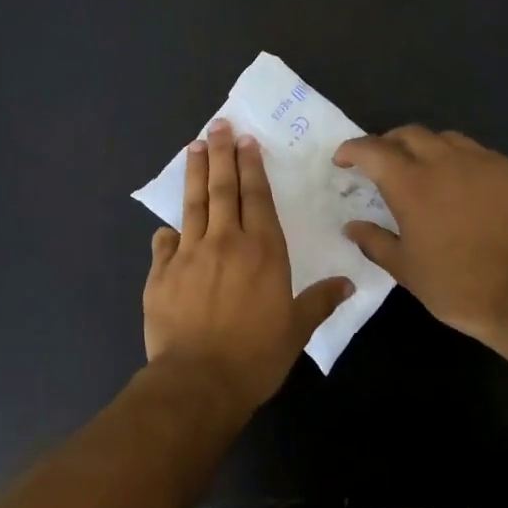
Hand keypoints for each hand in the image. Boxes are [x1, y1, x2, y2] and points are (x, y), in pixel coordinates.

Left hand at [144, 120, 354, 413]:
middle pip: (222, 189)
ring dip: (194, 174)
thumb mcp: (296, 330)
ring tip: (194, 148)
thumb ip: (319, 301)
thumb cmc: (255, 356)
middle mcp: (225, 242)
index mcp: (262, 251)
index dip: (251, 168)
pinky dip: (168, 233)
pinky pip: (164, 245)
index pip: (256, 197)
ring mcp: (188, 255)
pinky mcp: (160, 274)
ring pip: (192, 205)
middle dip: (221, 155)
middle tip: (218, 126)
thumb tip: (347, 283)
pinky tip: (167, 227)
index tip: (246, 143)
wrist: (198, 381)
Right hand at [335, 126, 507, 346]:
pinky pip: (482, 156)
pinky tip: (466, 188)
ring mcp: (486, 163)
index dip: (353, 150)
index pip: (372, 150)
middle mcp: (446, 162)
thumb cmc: (456, 285)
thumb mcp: (405, 269)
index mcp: (411, 183)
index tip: (343, 159)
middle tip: (382, 162)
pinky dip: (463, 164)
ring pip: (448, 139)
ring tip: (425, 170)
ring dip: (428, 148)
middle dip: (389, 142)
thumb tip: (352, 226)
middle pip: (410, 134)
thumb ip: (374, 241)